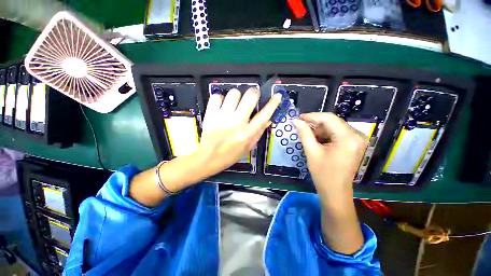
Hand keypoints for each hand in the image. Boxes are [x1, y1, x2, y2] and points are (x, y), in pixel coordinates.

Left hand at [198, 87, 281, 175]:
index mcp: (248, 133)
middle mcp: (237, 122)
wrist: (209, 158)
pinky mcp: (210, 114)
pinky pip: (217, 97)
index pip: (264, 114)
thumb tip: (268, 119)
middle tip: (252, 96)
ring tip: (235, 103)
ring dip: (237, 96)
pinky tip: (222, 106)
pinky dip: (220, 99)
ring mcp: (223, 117)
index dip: (273, 103)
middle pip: (250, 96)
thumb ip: (258, 132)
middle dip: (254, 92)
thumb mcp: (248, 147)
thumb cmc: (231, 155)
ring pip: (234, 93)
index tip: (277, 96)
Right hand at [292, 112, 367, 254]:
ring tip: (307, 134)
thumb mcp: (312, 152)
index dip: (312, 116)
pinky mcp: (354, 143)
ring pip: (334, 126)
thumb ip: (304, 133)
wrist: (335, 191)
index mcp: (348, 138)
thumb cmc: (323, 174)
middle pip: (333, 121)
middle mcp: (357, 135)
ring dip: (320, 129)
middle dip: (315, 123)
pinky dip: (326, 134)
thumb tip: (295, 121)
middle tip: (301, 126)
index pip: (329, 118)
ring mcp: (357, 139)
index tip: (299, 117)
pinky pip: (338, 133)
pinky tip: (317, 139)